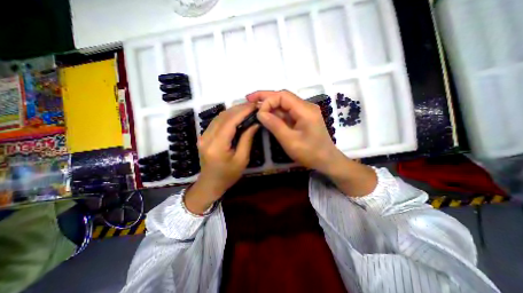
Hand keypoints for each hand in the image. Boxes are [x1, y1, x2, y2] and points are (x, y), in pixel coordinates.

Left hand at [183, 103, 258, 211]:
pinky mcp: (203, 136)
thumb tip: (255, 123)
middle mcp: (207, 137)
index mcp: (217, 146)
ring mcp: (203, 136)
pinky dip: (227, 116)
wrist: (210, 184)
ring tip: (246, 108)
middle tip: (252, 105)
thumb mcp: (242, 159)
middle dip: (238, 108)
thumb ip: (247, 139)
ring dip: (233, 110)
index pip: (230, 122)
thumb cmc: (228, 175)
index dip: (242, 112)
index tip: (254, 106)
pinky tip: (236, 115)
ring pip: (219, 117)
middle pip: (223, 116)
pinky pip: (216, 122)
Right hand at [246, 91, 375, 197]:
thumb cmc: (310, 153)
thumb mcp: (290, 141)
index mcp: (305, 110)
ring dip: (270, 105)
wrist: (327, 161)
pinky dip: (276, 113)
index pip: (283, 96)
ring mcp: (304, 112)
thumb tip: (260, 113)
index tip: (258, 113)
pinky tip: (267, 115)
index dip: (268, 101)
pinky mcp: (302, 118)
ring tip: (255, 106)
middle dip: (266, 97)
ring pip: (284, 104)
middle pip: (283, 97)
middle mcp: (305, 107)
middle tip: (249, 98)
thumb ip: (275, 125)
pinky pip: (287, 112)